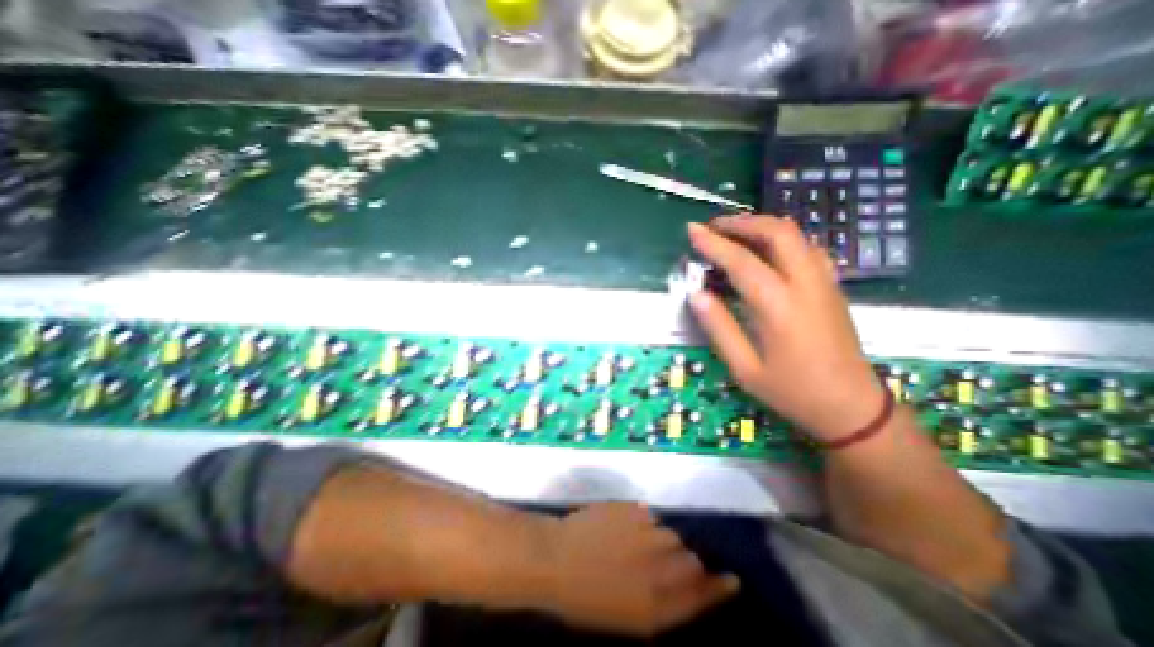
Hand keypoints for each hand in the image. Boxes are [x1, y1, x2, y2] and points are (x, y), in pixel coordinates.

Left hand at [537, 503, 732, 634]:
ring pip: (671, 534)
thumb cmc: (584, 598)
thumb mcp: (626, 618)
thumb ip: (662, 605)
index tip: (732, 580)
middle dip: (685, 562)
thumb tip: (687, 586)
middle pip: (690, 560)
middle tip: (663, 564)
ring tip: (638, 545)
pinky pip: (650, 516)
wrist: (556, 556)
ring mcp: (645, 532)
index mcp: (655, 604)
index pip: (701, 595)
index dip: (719, 588)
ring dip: (663, 541)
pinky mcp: (633, 509)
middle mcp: (657, 566)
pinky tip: (625, 529)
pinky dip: (644, 524)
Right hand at [683, 215, 884, 441]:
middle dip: (742, 223)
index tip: (691, 230)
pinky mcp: (832, 286)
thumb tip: (696, 295)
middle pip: (778, 232)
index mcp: (779, 307)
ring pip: (796, 235)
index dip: (713, 243)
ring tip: (733, 234)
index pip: (741, 262)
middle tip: (714, 227)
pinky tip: (764, 251)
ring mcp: (824, 282)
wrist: (852, 407)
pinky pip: (806, 248)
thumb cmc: (792, 391)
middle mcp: (806, 285)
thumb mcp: (744, 368)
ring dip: (761, 226)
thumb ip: (719, 327)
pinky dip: (780, 239)